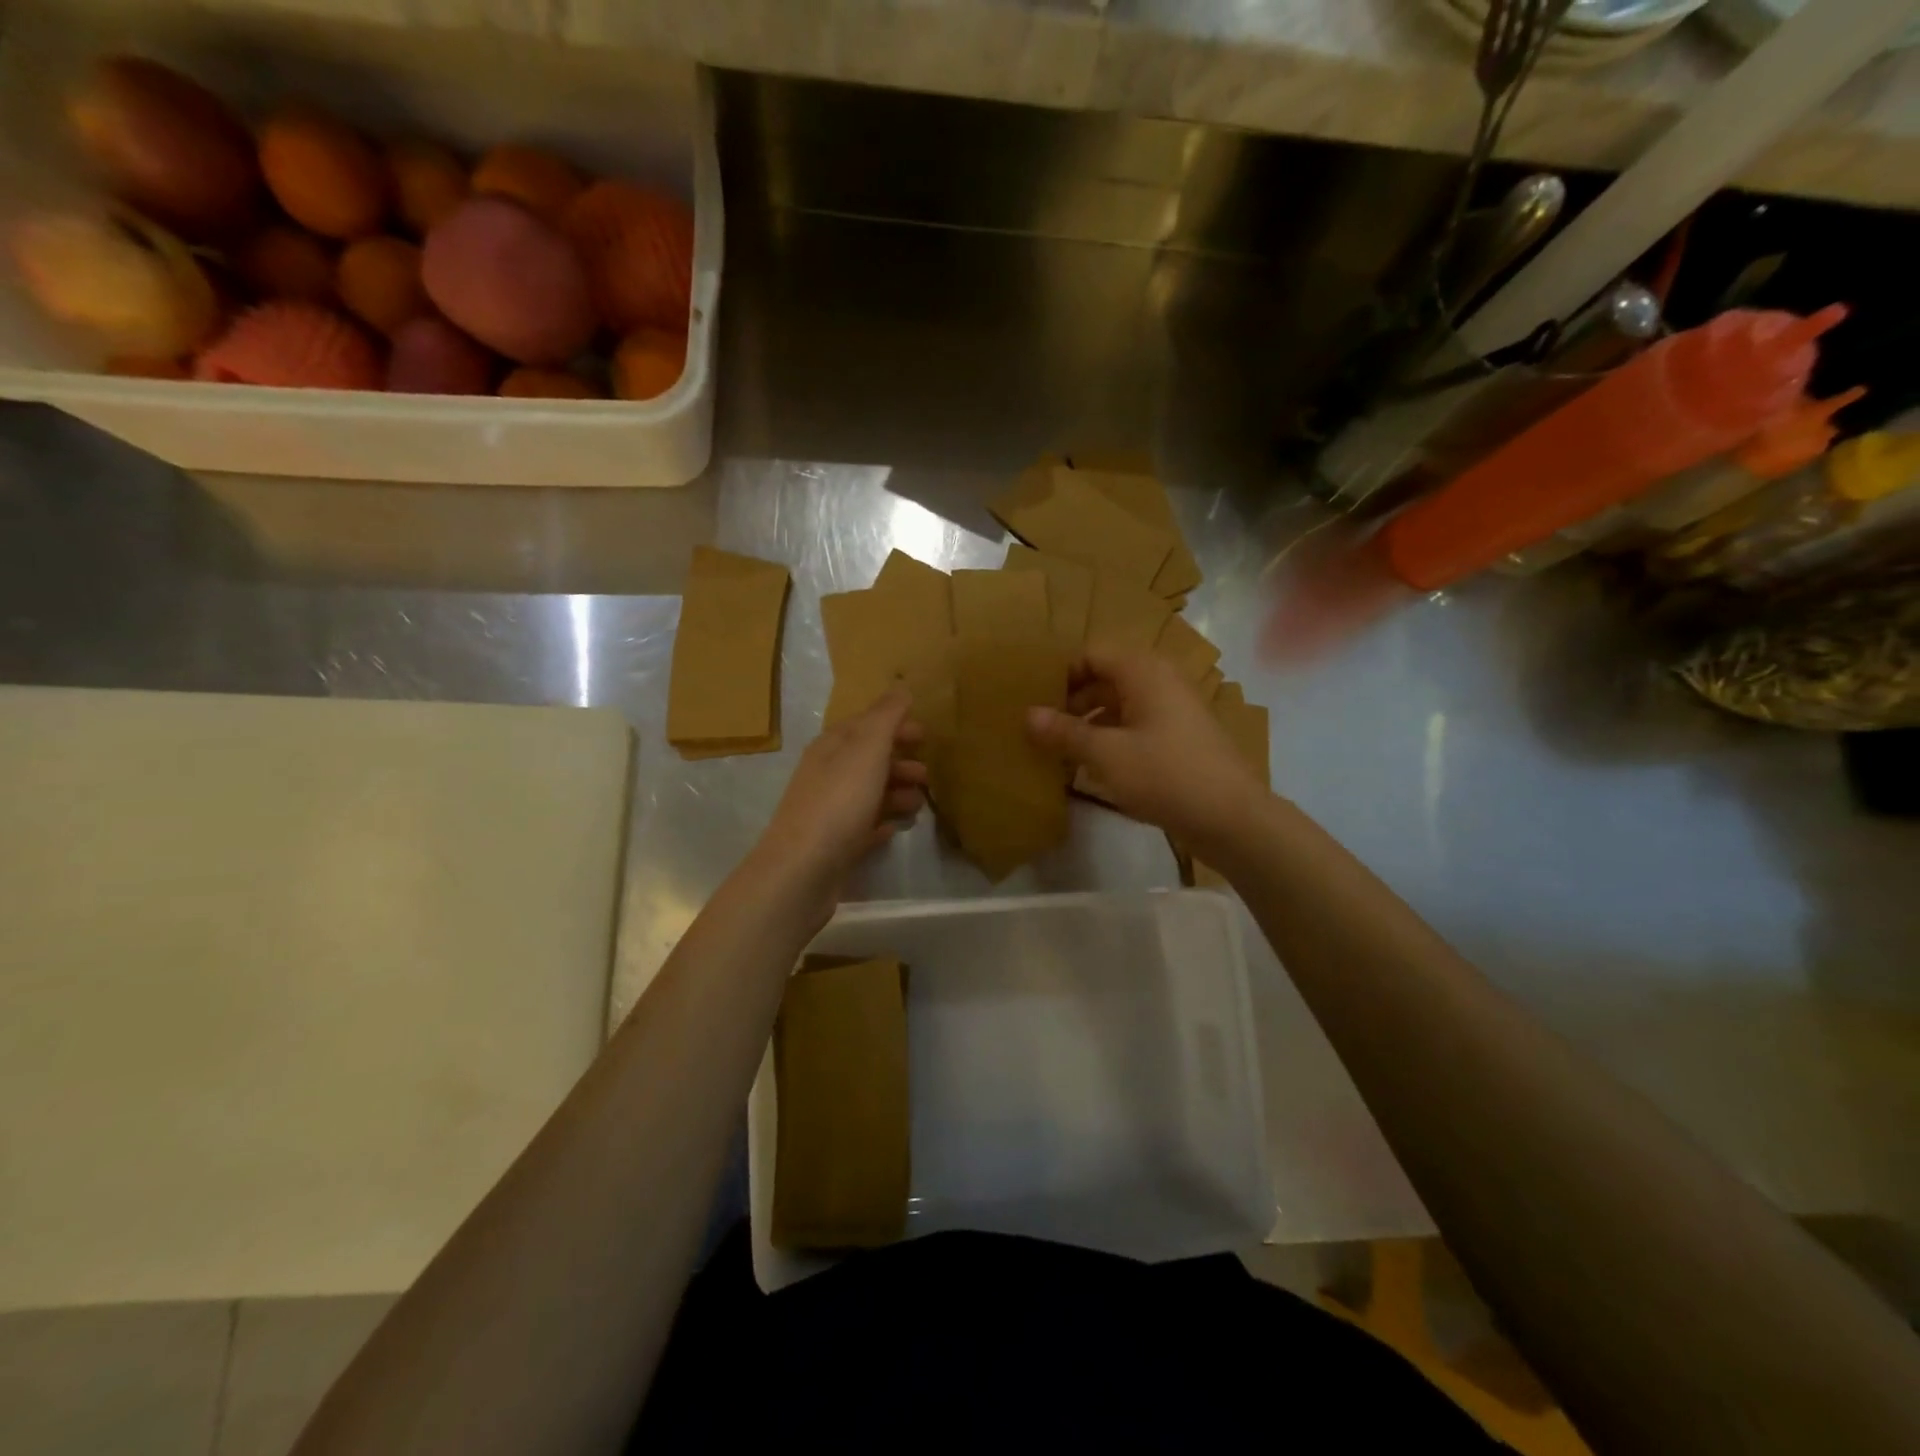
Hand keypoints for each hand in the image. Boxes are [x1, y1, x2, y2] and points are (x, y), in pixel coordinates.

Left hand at [748, 689, 927, 912]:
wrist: (802, 869)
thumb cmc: (839, 802)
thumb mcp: (867, 750)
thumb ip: (886, 718)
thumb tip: (900, 687)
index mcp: (831, 747)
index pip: (865, 725)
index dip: (895, 725)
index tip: (925, 735)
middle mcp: (826, 774)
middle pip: (868, 760)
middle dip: (900, 762)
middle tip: (928, 774)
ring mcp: (828, 811)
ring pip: (867, 794)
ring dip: (895, 793)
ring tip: (919, 805)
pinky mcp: (833, 845)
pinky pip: (862, 827)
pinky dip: (880, 823)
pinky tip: (894, 830)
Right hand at [1025, 649, 1263, 850]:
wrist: (1232, 817)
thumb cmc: (1166, 775)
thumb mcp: (1106, 755)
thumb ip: (1065, 733)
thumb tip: (1027, 715)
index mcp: (1143, 671)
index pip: (1091, 654)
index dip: (1061, 674)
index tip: (1034, 701)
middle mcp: (1159, 680)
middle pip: (1104, 677)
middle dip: (1071, 701)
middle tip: (1040, 728)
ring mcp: (1172, 708)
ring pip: (1119, 703)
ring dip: (1089, 722)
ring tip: (1059, 749)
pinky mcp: (1178, 736)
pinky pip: (1135, 724)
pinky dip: (1110, 737)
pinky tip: (1091, 765)